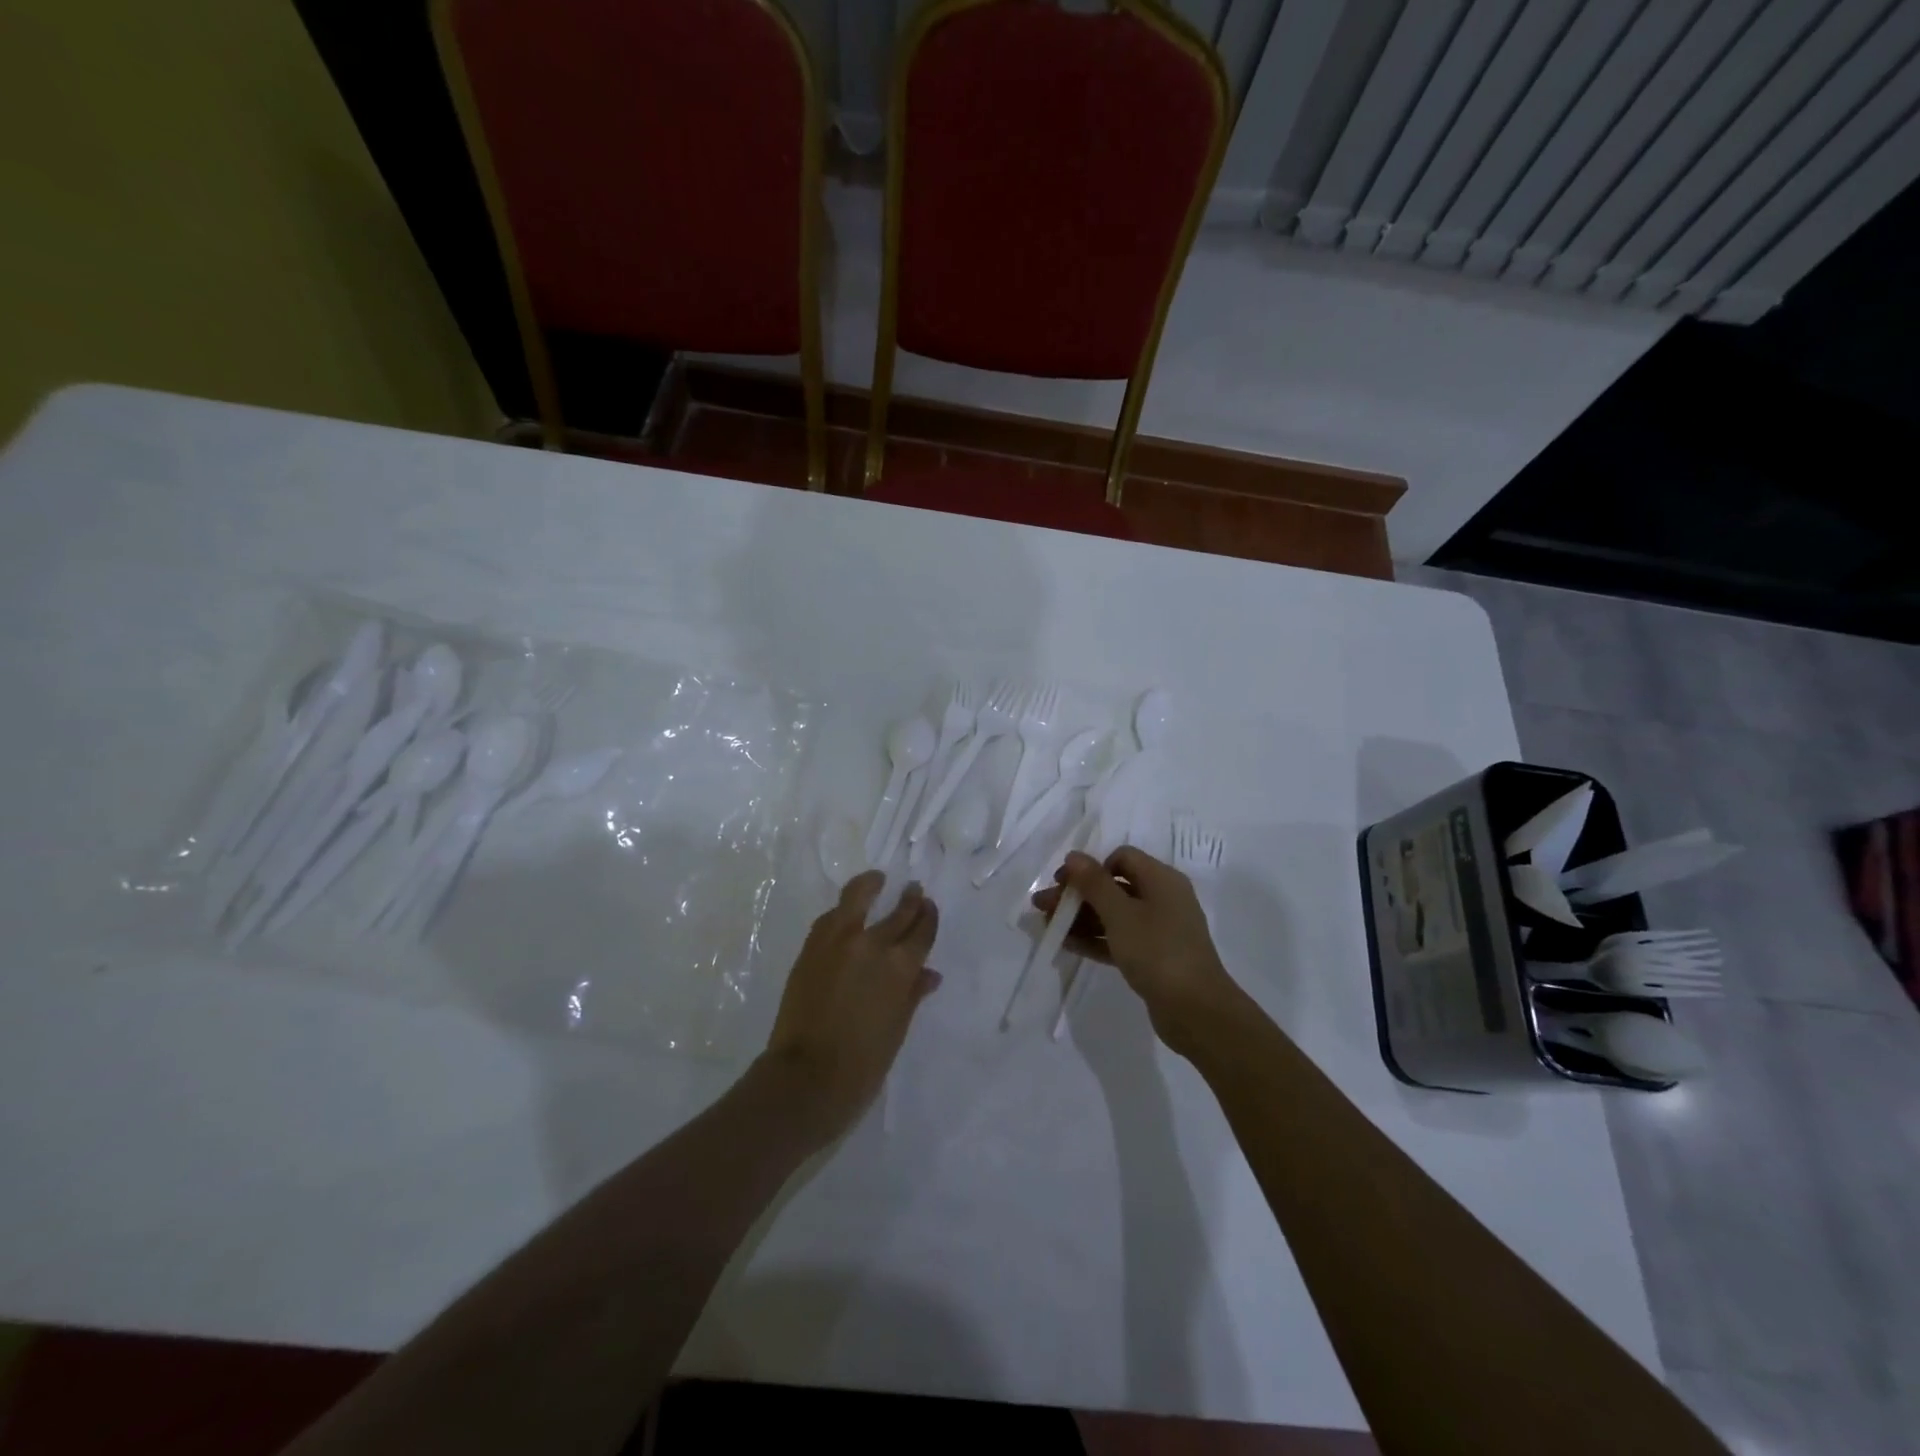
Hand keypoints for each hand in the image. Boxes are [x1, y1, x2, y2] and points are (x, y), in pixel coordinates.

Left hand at [762, 872, 941, 1144]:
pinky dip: (843, 911)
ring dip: (870, 886)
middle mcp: (872, 944)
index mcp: (900, 966)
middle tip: (913, 889)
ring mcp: (837, 941)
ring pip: (857, 897)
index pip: (922, 930)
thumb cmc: (863, 1063)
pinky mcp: (811, 947)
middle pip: (897, 911)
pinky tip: (846, 912)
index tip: (929, 906)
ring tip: (876, 880)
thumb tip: (928, 975)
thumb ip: (912, 994)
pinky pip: (831, 918)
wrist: (806, 1077)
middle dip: (909, 899)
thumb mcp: (897, 1029)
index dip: (928, 916)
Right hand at [1033, 847, 1240, 1056]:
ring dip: (1080, 918)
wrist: (1196, 1011)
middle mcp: (1162, 899)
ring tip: (1046, 926)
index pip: (1122, 858)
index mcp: (1162, 880)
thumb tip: (1074, 855)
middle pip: (1113, 887)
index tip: (1065, 884)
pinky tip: (1066, 944)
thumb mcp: (1121, 914)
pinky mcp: (1153, 958)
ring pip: (1113, 915)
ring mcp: (1159, 930)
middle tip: (1042, 905)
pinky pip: (1118, 939)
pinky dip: (1094, 939)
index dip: (1091, 867)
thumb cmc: (1158, 951)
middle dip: (1077, 894)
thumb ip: (1094, 883)